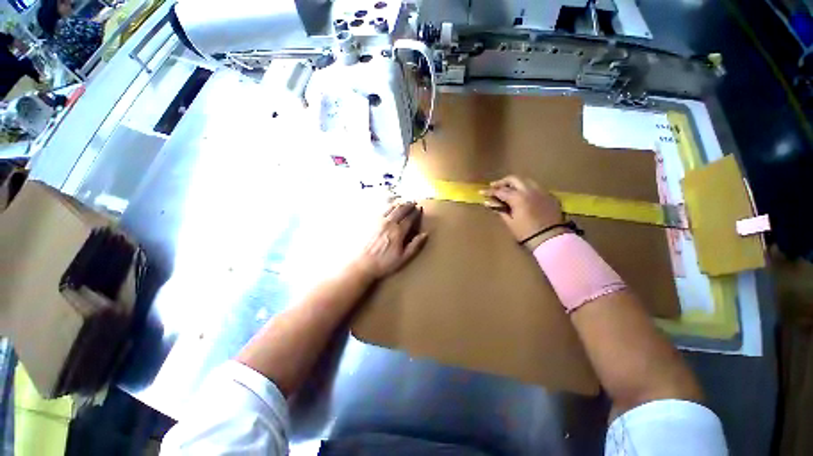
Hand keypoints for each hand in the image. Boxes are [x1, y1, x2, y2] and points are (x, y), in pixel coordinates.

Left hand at [352, 201, 428, 279]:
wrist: (362, 264)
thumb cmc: (384, 263)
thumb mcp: (403, 258)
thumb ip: (415, 245)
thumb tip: (425, 234)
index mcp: (398, 231)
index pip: (409, 218)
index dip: (415, 212)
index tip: (419, 209)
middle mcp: (388, 223)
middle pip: (400, 210)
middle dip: (408, 205)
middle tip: (413, 202)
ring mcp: (378, 221)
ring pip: (390, 207)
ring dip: (398, 203)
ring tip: (403, 202)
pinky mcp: (370, 222)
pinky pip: (380, 210)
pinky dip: (387, 205)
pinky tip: (388, 205)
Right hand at [481, 175, 566, 249]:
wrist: (551, 238)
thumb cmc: (526, 232)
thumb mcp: (510, 222)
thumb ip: (500, 209)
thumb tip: (489, 202)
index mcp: (518, 197)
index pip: (500, 191)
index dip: (490, 192)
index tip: (481, 192)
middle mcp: (530, 190)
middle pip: (514, 179)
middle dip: (502, 182)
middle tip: (494, 186)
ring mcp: (541, 191)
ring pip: (526, 181)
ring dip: (515, 183)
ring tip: (508, 189)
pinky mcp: (549, 195)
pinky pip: (535, 187)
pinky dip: (526, 188)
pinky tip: (522, 195)